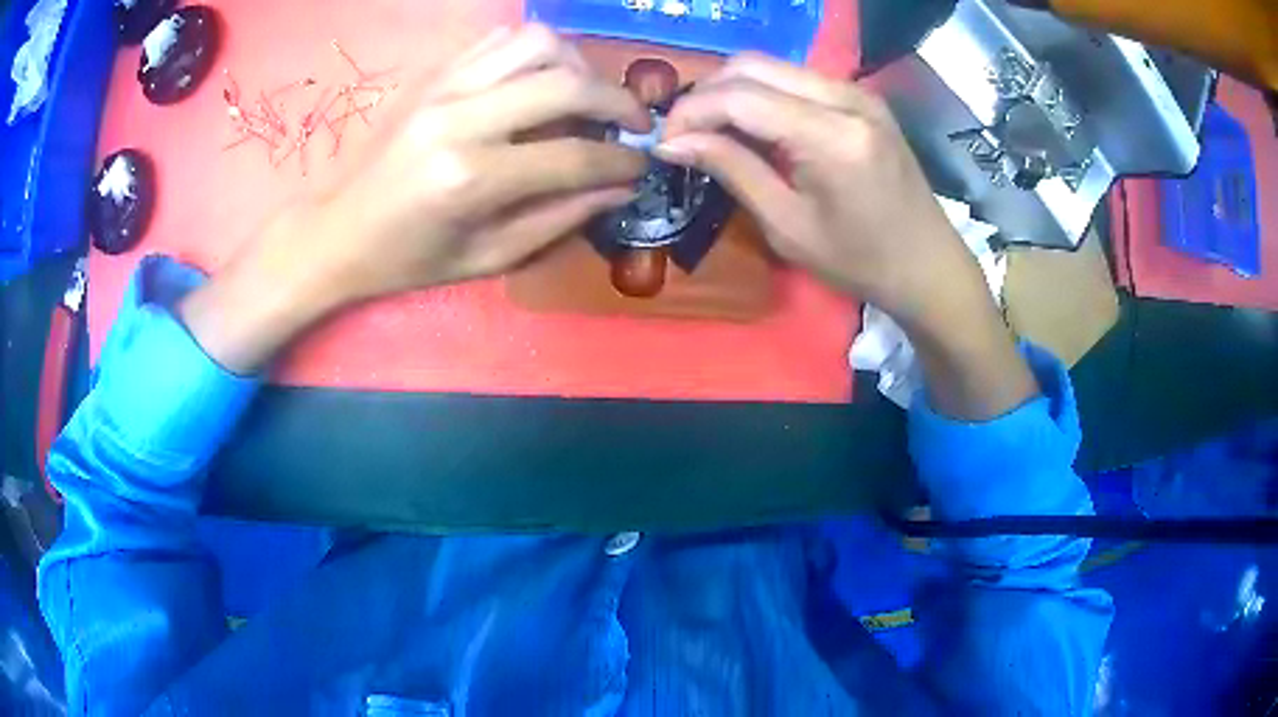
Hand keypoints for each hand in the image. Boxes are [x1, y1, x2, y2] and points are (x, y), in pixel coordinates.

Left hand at [181, 25, 649, 372]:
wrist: (338, 231)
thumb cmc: (409, 259)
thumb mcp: (488, 259)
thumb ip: (560, 219)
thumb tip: (621, 187)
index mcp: (471, 180)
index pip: (574, 156)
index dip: (622, 162)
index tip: (642, 166)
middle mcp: (460, 119)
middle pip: (565, 83)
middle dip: (617, 101)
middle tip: (632, 122)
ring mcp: (443, 87)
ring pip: (537, 42)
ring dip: (577, 64)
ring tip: (584, 95)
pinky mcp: (433, 73)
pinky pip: (501, 39)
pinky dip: (536, 52)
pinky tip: (540, 80)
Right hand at [658, 55, 1036, 418]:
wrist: (928, 264)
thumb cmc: (861, 261)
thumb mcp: (787, 226)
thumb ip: (732, 170)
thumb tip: (673, 143)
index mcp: (832, 135)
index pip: (739, 96)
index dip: (691, 113)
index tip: (665, 144)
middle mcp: (846, 97)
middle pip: (751, 66)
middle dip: (705, 95)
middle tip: (684, 136)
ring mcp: (857, 91)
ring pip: (771, 66)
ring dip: (732, 91)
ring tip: (711, 132)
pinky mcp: (860, 97)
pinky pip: (795, 79)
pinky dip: (761, 94)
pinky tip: (751, 126)